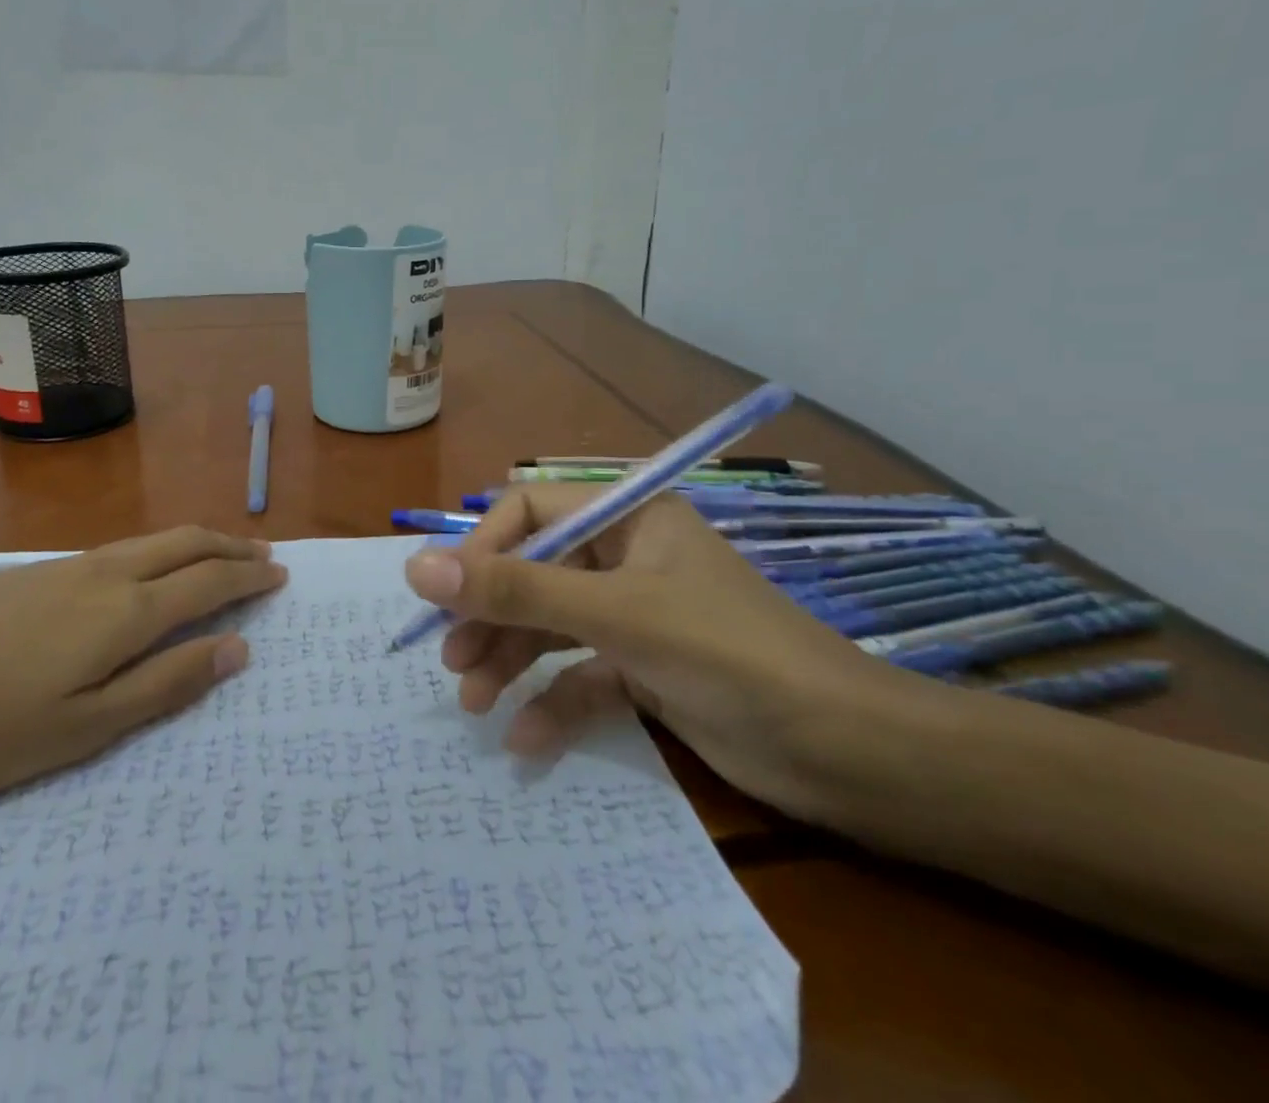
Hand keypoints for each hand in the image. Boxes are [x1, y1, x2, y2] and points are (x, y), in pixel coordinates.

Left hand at [0, 527, 284, 814]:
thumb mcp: (83, 730)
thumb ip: (165, 685)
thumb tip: (236, 649)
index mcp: (123, 613)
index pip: (206, 583)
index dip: (248, 578)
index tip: (281, 575)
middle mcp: (102, 574)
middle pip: (182, 543)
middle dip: (229, 546)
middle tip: (265, 555)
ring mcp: (61, 568)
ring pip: (147, 541)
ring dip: (193, 543)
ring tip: (218, 555)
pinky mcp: (27, 573)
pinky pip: (114, 549)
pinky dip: (153, 552)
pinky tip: (143, 572)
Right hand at [403, 486, 908, 817]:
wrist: (851, 757)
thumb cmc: (731, 656)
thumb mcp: (616, 617)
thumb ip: (517, 592)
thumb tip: (417, 568)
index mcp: (628, 517)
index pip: (530, 510)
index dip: (484, 548)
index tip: (448, 598)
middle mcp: (626, 556)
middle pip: (534, 571)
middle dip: (492, 614)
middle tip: (452, 660)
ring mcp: (635, 614)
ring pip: (551, 625)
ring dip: (510, 659)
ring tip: (473, 701)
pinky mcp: (645, 668)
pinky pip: (582, 673)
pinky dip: (552, 701)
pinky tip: (525, 738)